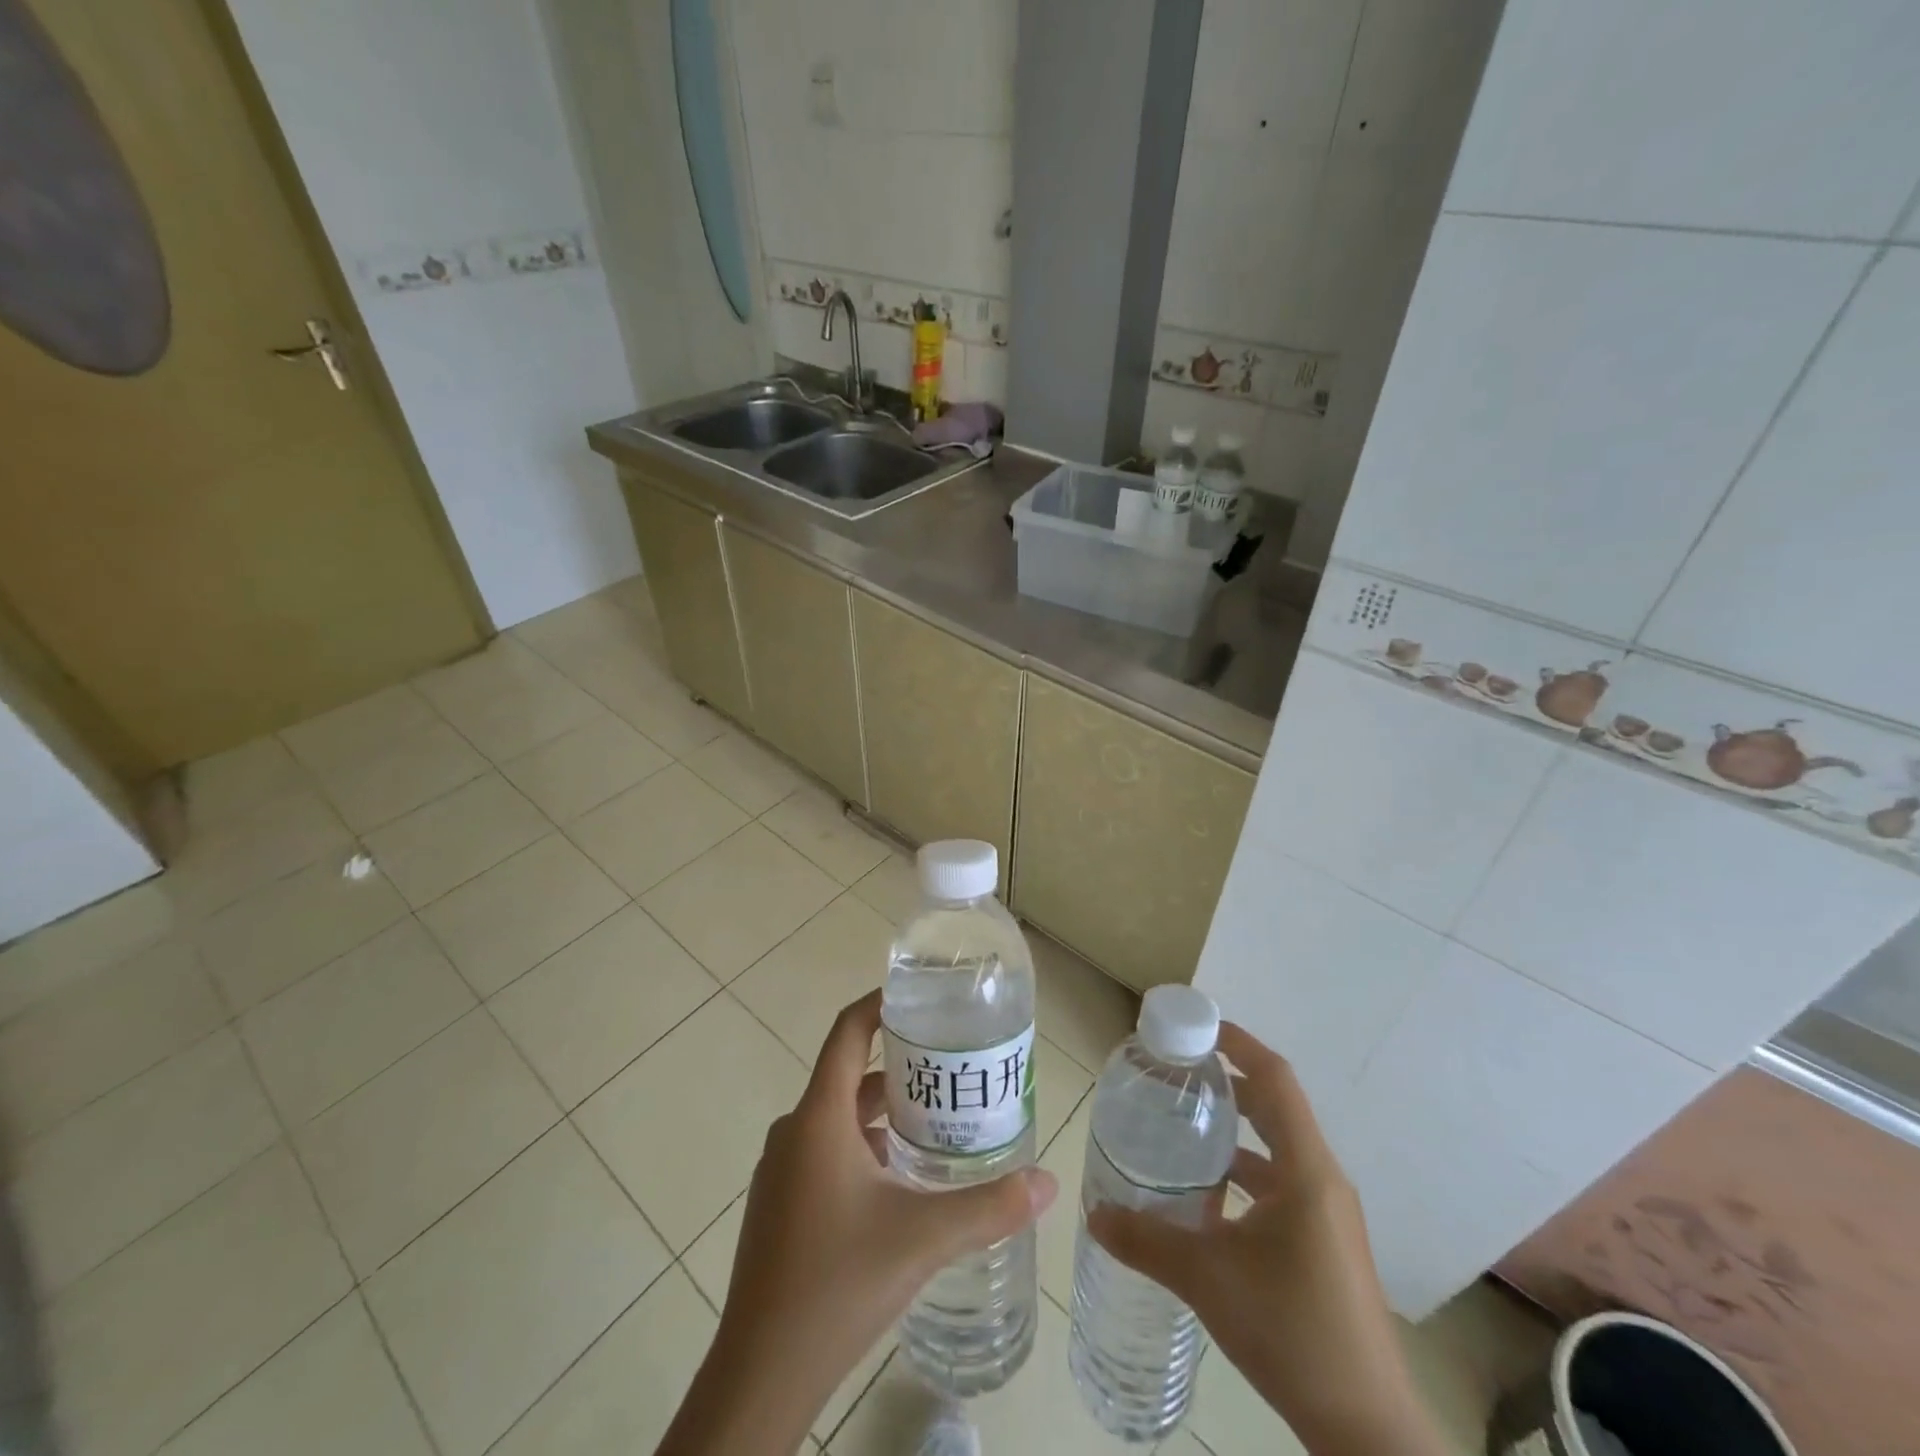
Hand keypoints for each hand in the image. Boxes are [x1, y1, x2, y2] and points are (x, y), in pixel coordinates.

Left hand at [656, 990, 1056, 1455]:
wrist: (761, 1374)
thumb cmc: (837, 1283)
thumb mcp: (922, 1238)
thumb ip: (989, 1207)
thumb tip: (1047, 1182)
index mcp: (820, 1116)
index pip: (848, 1032)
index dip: (880, 1005)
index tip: (920, 998)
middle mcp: (795, 1131)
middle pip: (851, 1075)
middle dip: (902, 1069)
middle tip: (952, 1072)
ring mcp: (782, 1170)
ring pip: (840, 1118)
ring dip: (885, 1115)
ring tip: (937, 1126)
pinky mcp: (780, 1204)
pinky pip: (826, 1151)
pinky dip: (864, 1148)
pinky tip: (899, 1182)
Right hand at [1087, 1024, 1444, 1455]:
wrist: (1366, 1429)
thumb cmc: (1292, 1333)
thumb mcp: (1207, 1279)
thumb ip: (1146, 1240)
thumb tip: (1094, 1213)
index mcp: (1306, 1171)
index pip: (1276, 1079)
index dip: (1239, 1043)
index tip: (1197, 1026)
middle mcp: (1323, 1180)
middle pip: (1276, 1106)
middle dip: (1228, 1081)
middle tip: (1177, 1072)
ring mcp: (1328, 1214)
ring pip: (1278, 1147)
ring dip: (1235, 1129)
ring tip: (1183, 1124)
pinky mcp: (1325, 1242)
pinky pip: (1282, 1183)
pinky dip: (1245, 1171)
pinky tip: (1206, 1194)